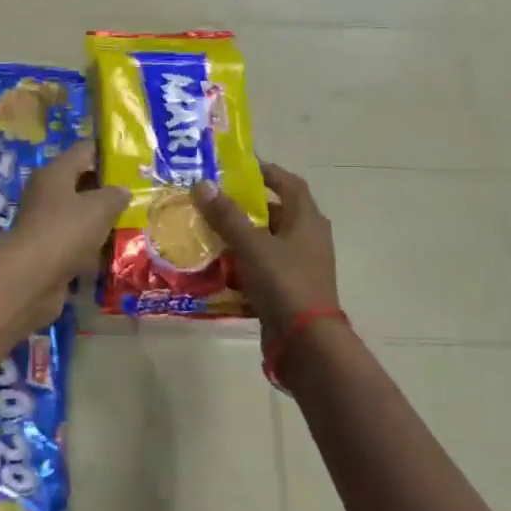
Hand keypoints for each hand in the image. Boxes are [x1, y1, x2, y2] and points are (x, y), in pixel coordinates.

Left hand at [0, 142, 127, 326]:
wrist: (30, 279)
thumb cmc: (65, 231)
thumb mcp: (99, 207)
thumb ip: (115, 195)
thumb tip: (122, 190)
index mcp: (55, 173)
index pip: (84, 150)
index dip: (109, 152)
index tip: (134, 160)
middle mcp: (46, 194)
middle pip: (81, 183)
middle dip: (109, 189)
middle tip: (140, 194)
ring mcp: (45, 224)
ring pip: (79, 215)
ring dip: (102, 221)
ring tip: (134, 223)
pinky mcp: (47, 252)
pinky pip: (76, 243)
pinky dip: (93, 247)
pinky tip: (115, 252)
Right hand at [193, 162, 338, 334]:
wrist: (307, 342)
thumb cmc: (285, 283)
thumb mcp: (252, 246)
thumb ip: (227, 216)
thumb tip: (203, 184)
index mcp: (307, 220)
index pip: (288, 183)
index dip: (265, 172)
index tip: (236, 167)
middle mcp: (307, 239)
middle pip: (275, 212)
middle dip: (244, 206)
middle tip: (212, 202)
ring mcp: (300, 266)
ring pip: (266, 242)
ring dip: (240, 236)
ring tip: (207, 232)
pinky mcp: (288, 289)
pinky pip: (262, 268)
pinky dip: (242, 264)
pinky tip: (217, 267)